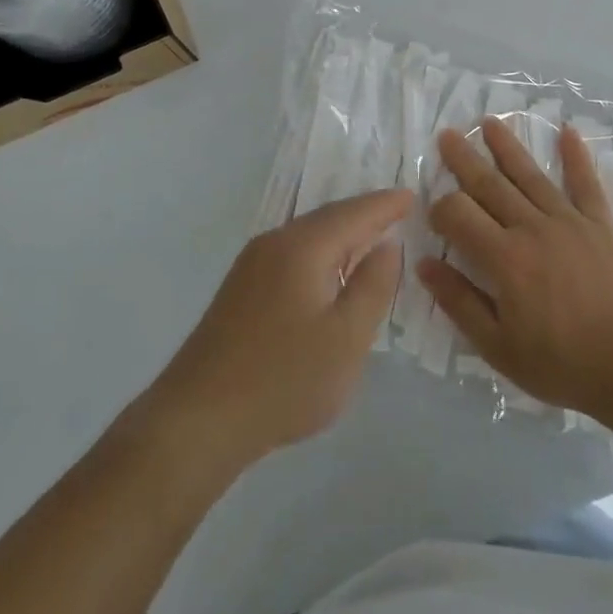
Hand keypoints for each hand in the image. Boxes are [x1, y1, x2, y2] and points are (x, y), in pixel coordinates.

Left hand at [140, 190, 408, 474]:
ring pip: (307, 237)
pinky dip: (321, 254)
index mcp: (302, 246)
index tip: (412, 195)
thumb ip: (372, 286)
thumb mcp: (346, 338)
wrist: (199, 418)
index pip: (353, 212)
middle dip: (363, 215)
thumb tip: (387, 245)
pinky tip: (330, 274)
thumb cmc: (284, 379)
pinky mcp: (240, 289)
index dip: (385, 204)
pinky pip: (292, 255)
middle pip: (327, 218)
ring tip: (371, 238)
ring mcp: (251, 265)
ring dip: (341, 235)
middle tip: (397, 211)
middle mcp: (274, 242)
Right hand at [418, 119, 612, 422]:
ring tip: (489, 122)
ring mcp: (569, 221)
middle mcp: (532, 228)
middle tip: (447, 135)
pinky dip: (576, 157)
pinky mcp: (600, 225)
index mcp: (504, 258)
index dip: (440, 208)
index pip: (459, 214)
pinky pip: (586, 184)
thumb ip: (460, 302)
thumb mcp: (499, 347)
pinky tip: (567, 131)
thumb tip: (425, 264)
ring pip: (530, 175)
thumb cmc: (562, 363)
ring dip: (507, 146)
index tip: (435, 215)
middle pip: (490, 185)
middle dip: (464, 159)